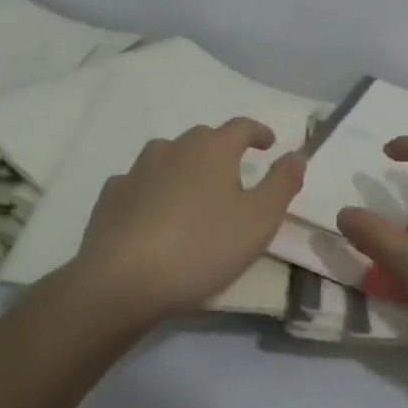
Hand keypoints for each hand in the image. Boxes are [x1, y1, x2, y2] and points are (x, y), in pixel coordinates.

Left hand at [58, 118, 304, 321]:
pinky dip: (152, 188)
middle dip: (222, 148)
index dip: (258, 132)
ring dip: (184, 164)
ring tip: (194, 190)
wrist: (123, 280)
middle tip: (234, 173)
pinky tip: (153, 210)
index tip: (269, 144)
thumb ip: (282, 183)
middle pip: (203, 137)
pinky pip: (138, 181)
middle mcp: (174, 149)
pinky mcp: (111, 196)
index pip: (241, 126)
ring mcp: (137, 171)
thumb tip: (297, 154)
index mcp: (213, 150)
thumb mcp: (260, 220)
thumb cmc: (202, 247)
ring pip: (167, 155)